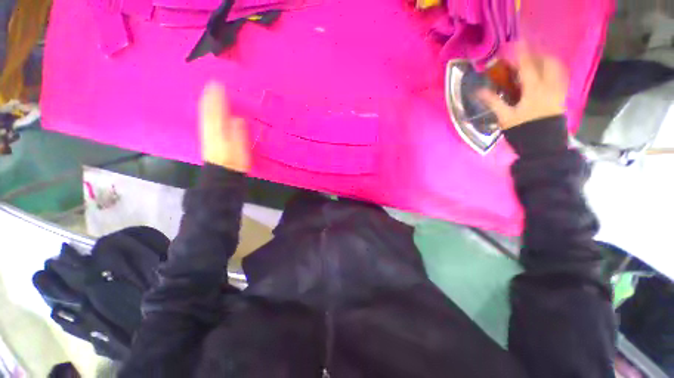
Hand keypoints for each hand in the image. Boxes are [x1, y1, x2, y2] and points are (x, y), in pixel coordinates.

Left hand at [199, 83, 250, 172]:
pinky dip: (205, 111)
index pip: (218, 111)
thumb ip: (239, 133)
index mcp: (221, 131)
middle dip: (211, 97)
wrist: (221, 174)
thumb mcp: (240, 149)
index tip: (219, 84)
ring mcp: (208, 133)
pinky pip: (204, 120)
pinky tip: (205, 109)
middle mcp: (211, 129)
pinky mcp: (207, 138)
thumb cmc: (234, 162)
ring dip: (206, 102)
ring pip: (205, 114)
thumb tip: (237, 118)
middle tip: (213, 84)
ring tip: (208, 92)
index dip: (218, 98)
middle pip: (209, 110)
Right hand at [478, 44, 568, 129]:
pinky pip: (561, 77)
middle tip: (526, 53)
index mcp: (534, 90)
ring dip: (547, 60)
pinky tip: (547, 73)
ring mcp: (558, 91)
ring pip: (557, 68)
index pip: (527, 66)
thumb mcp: (505, 117)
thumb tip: (478, 91)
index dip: (520, 53)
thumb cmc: (523, 131)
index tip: (514, 44)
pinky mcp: (561, 97)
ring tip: (537, 60)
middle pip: (547, 62)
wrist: (543, 146)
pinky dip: (554, 70)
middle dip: (536, 53)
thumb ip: (493, 102)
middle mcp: (549, 86)